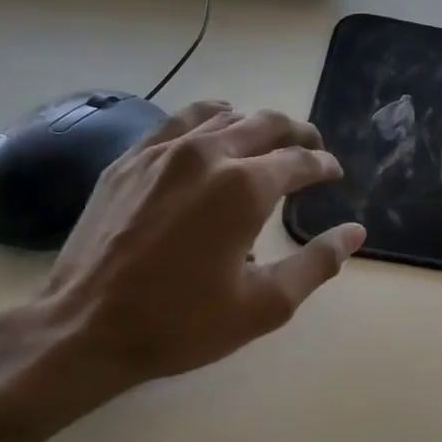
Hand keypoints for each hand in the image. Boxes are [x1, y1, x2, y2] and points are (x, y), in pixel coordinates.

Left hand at [25, 101, 365, 400]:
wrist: (86, 326)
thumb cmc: (182, 322)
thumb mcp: (264, 305)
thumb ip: (317, 264)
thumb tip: (355, 233)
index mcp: (244, 187)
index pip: (298, 160)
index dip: (323, 165)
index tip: (333, 173)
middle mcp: (206, 155)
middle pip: (264, 123)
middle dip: (296, 133)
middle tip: (311, 148)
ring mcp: (160, 152)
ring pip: (220, 115)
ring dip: (252, 122)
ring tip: (265, 139)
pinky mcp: (128, 160)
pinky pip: (177, 123)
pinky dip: (206, 123)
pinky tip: (208, 140)